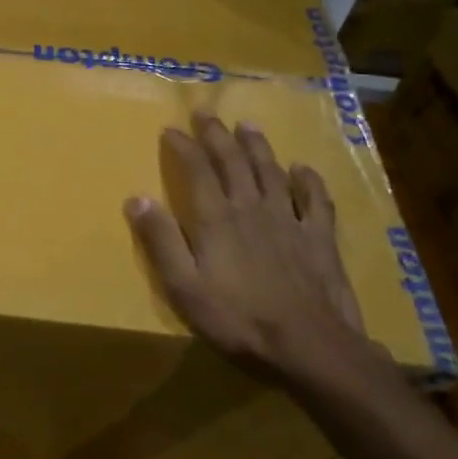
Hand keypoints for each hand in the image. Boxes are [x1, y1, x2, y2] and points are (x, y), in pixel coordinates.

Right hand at [125, 112, 366, 382]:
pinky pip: (315, 200)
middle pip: (232, 161)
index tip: (170, 128)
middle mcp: (251, 208)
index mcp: (216, 218)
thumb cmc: (238, 320)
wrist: (310, 347)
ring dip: (257, 146)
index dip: (183, 146)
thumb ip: (161, 241)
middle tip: (205, 111)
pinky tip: (303, 169)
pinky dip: (308, 181)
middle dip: (216, 134)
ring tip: (247, 124)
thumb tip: (137, 198)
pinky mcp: (320, 239)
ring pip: (271, 172)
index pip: (196, 170)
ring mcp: (289, 220)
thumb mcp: (184, 287)